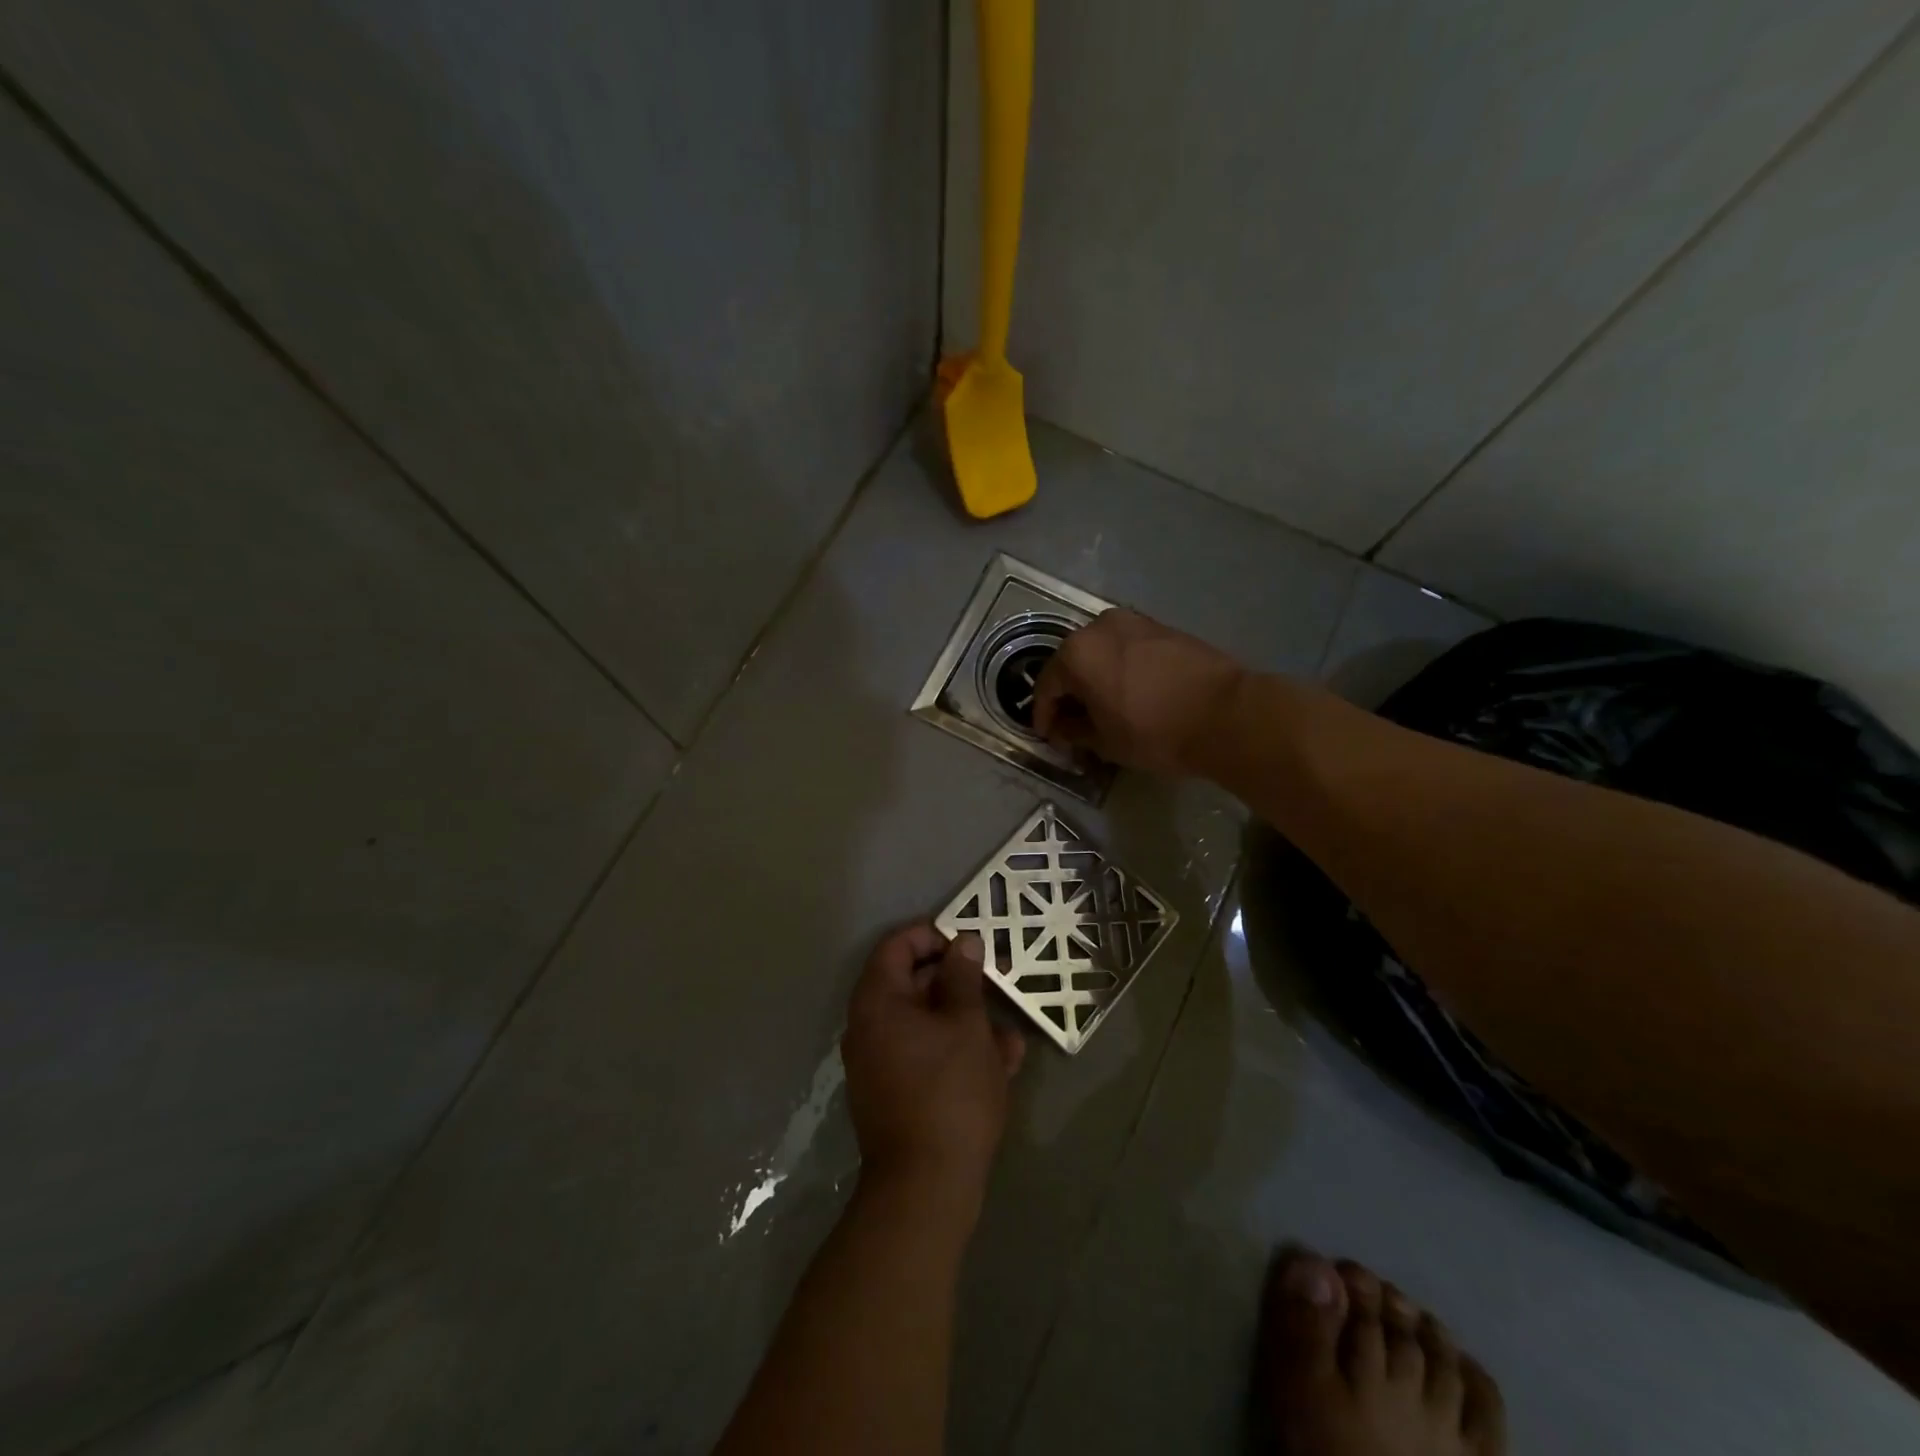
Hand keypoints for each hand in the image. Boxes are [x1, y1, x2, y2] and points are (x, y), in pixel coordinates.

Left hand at [842, 925, 1026, 1215]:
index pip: (896, 947)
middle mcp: (870, 1028)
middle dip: (958, 982)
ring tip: (1009, 1031)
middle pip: (912, 984)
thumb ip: (963, 978)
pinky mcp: (896, 1094)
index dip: (932, 935)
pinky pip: (926, 1056)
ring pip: (926, 1024)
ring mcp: (880, 1063)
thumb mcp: (966, 1026)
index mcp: (877, 1002)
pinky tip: (1001, 1062)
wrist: (926, 1188)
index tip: (969, 941)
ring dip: (966, 1021)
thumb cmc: (949, 1092)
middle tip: (997, 981)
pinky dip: (957, 1051)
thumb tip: (962, 943)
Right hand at [1032, 608, 1246, 775]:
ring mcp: (1132, 622)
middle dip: (1068, 695)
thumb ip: (1074, 732)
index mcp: (1076, 654)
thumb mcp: (1106, 742)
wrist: (1226, 714)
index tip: (1048, 738)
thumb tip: (1062, 729)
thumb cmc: (1155, 732)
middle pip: (1070, 663)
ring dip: (1094, 679)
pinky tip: (1128, 693)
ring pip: (1099, 652)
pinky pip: (1125, 648)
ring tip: (1101, 709)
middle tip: (1072, 725)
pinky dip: (1118, 668)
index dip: (1043, 716)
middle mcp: (1098, 627)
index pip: (1046, 687)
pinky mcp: (1160, 626)